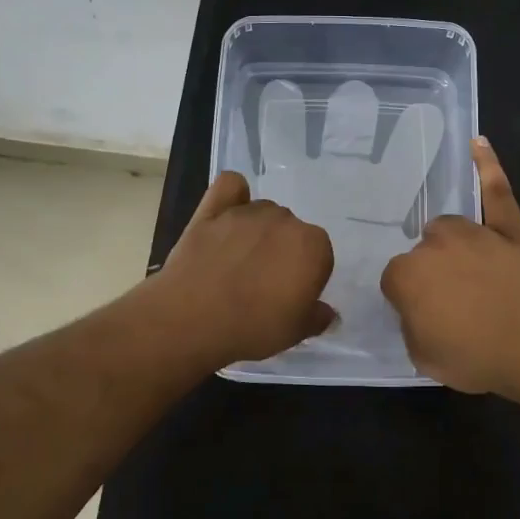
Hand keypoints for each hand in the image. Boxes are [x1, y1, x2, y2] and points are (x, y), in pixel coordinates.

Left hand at [155, 171, 335, 365]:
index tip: (289, 298)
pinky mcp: (213, 209)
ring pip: (263, 212)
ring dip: (258, 231)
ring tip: (238, 261)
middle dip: (282, 252)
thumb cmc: (252, 328)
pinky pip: (231, 186)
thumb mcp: (295, 333)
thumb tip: (328, 313)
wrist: (191, 320)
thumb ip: (318, 317)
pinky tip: (228, 214)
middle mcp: (285, 220)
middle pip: (291, 231)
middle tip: (263, 284)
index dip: (305, 277)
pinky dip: (234, 195)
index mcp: (313, 246)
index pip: (319, 256)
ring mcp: (247, 212)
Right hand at [380, 138, 519, 397]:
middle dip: (432, 275)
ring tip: (470, 273)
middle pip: (422, 253)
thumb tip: (416, 310)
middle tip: (453, 303)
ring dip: (453, 246)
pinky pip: (496, 190)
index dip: (410, 301)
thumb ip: (411, 326)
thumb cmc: (477, 357)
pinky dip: (488, 165)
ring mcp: (474, 231)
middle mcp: (434, 244)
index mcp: (407, 274)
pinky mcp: (509, 227)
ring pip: (450, 229)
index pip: (395, 281)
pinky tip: (478, 143)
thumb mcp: (424, 358)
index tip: (425, 317)